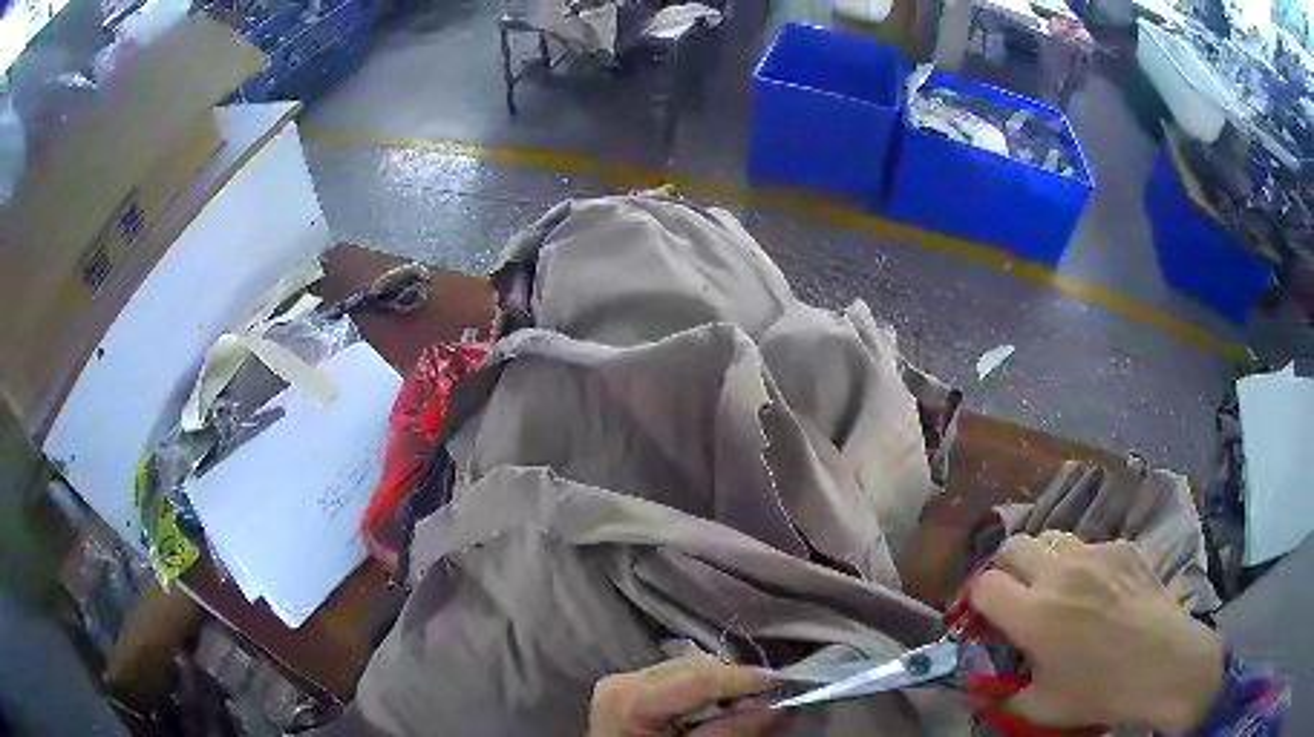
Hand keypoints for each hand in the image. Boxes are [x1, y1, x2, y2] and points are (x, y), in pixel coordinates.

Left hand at [588, 654, 781, 735]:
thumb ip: (730, 732)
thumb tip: (777, 707)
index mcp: (630, 698)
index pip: (699, 676)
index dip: (745, 679)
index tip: (785, 685)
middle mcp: (623, 679)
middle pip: (695, 667)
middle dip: (734, 683)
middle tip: (767, 702)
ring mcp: (623, 680)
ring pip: (689, 668)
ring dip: (721, 686)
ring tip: (741, 708)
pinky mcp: (629, 688)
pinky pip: (677, 677)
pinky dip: (703, 691)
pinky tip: (714, 709)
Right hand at [969, 534, 1223, 734]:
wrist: (1162, 663)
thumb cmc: (1098, 690)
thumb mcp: (1039, 706)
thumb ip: (1002, 690)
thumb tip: (980, 682)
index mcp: (1034, 613)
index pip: (984, 585)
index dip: (977, 602)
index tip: (986, 620)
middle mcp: (1060, 572)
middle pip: (1013, 546)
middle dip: (1003, 569)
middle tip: (1014, 598)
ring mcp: (1095, 553)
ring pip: (1052, 539)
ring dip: (1042, 563)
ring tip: (1057, 592)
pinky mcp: (1122, 547)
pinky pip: (1089, 547)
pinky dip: (1081, 566)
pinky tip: (1099, 593)